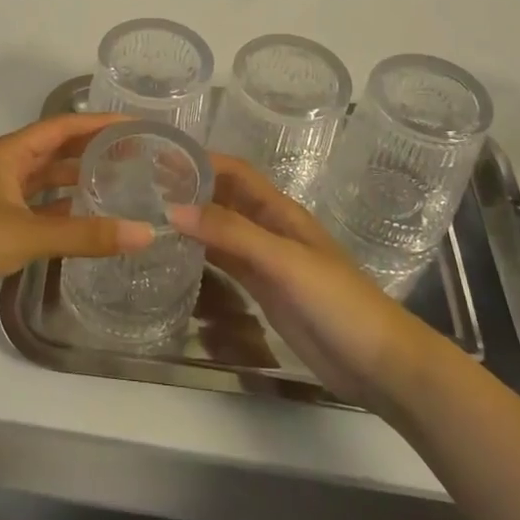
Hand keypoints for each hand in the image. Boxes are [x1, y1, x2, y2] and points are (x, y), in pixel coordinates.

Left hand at [0, 113, 154, 318]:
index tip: (136, 124)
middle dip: (92, 149)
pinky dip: (61, 207)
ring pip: (46, 177)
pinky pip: (36, 204)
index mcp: (10, 152)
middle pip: (56, 149)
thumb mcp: (28, 235)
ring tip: (118, 182)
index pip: (63, 126)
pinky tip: (85, 217)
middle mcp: (4, 165)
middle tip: (136, 154)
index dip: (99, 122)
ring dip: (77, 178)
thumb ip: (85, 235)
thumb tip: (145, 234)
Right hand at [172, 156, 435, 412]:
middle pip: (225, 198)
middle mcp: (270, 229)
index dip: (201, 160)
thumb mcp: (284, 261)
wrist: (378, 363)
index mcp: (280, 211)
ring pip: (222, 230)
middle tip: (141, 186)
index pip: (235, 173)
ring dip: (192, 219)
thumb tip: (173, 208)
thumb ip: (232, 234)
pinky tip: (176, 255)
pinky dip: (202, 254)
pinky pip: (226, 263)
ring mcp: (267, 262)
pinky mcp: (264, 291)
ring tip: (148, 214)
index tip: (159, 156)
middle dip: (190, 187)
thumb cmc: (337, 301)